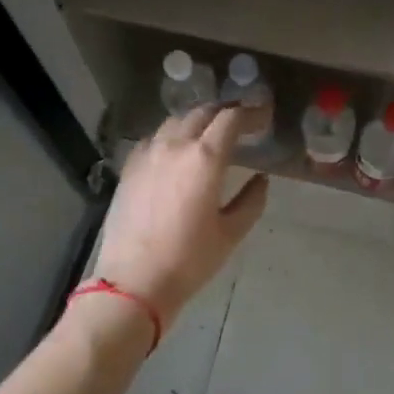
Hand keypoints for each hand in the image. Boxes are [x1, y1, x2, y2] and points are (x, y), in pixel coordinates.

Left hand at [92, 106, 269, 334]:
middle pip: (203, 113)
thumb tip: (261, 179)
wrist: (133, 281)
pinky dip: (172, 135)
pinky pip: (154, 138)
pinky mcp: (129, 167)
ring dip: (198, 120)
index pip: (231, 119)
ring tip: (211, 132)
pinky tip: (177, 150)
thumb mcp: (230, 233)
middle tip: (242, 121)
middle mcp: (174, 145)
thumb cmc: (189, 260)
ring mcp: (147, 154)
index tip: (264, 116)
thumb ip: (251, 200)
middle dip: (226, 112)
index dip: (251, 112)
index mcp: (204, 158)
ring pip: (176, 121)